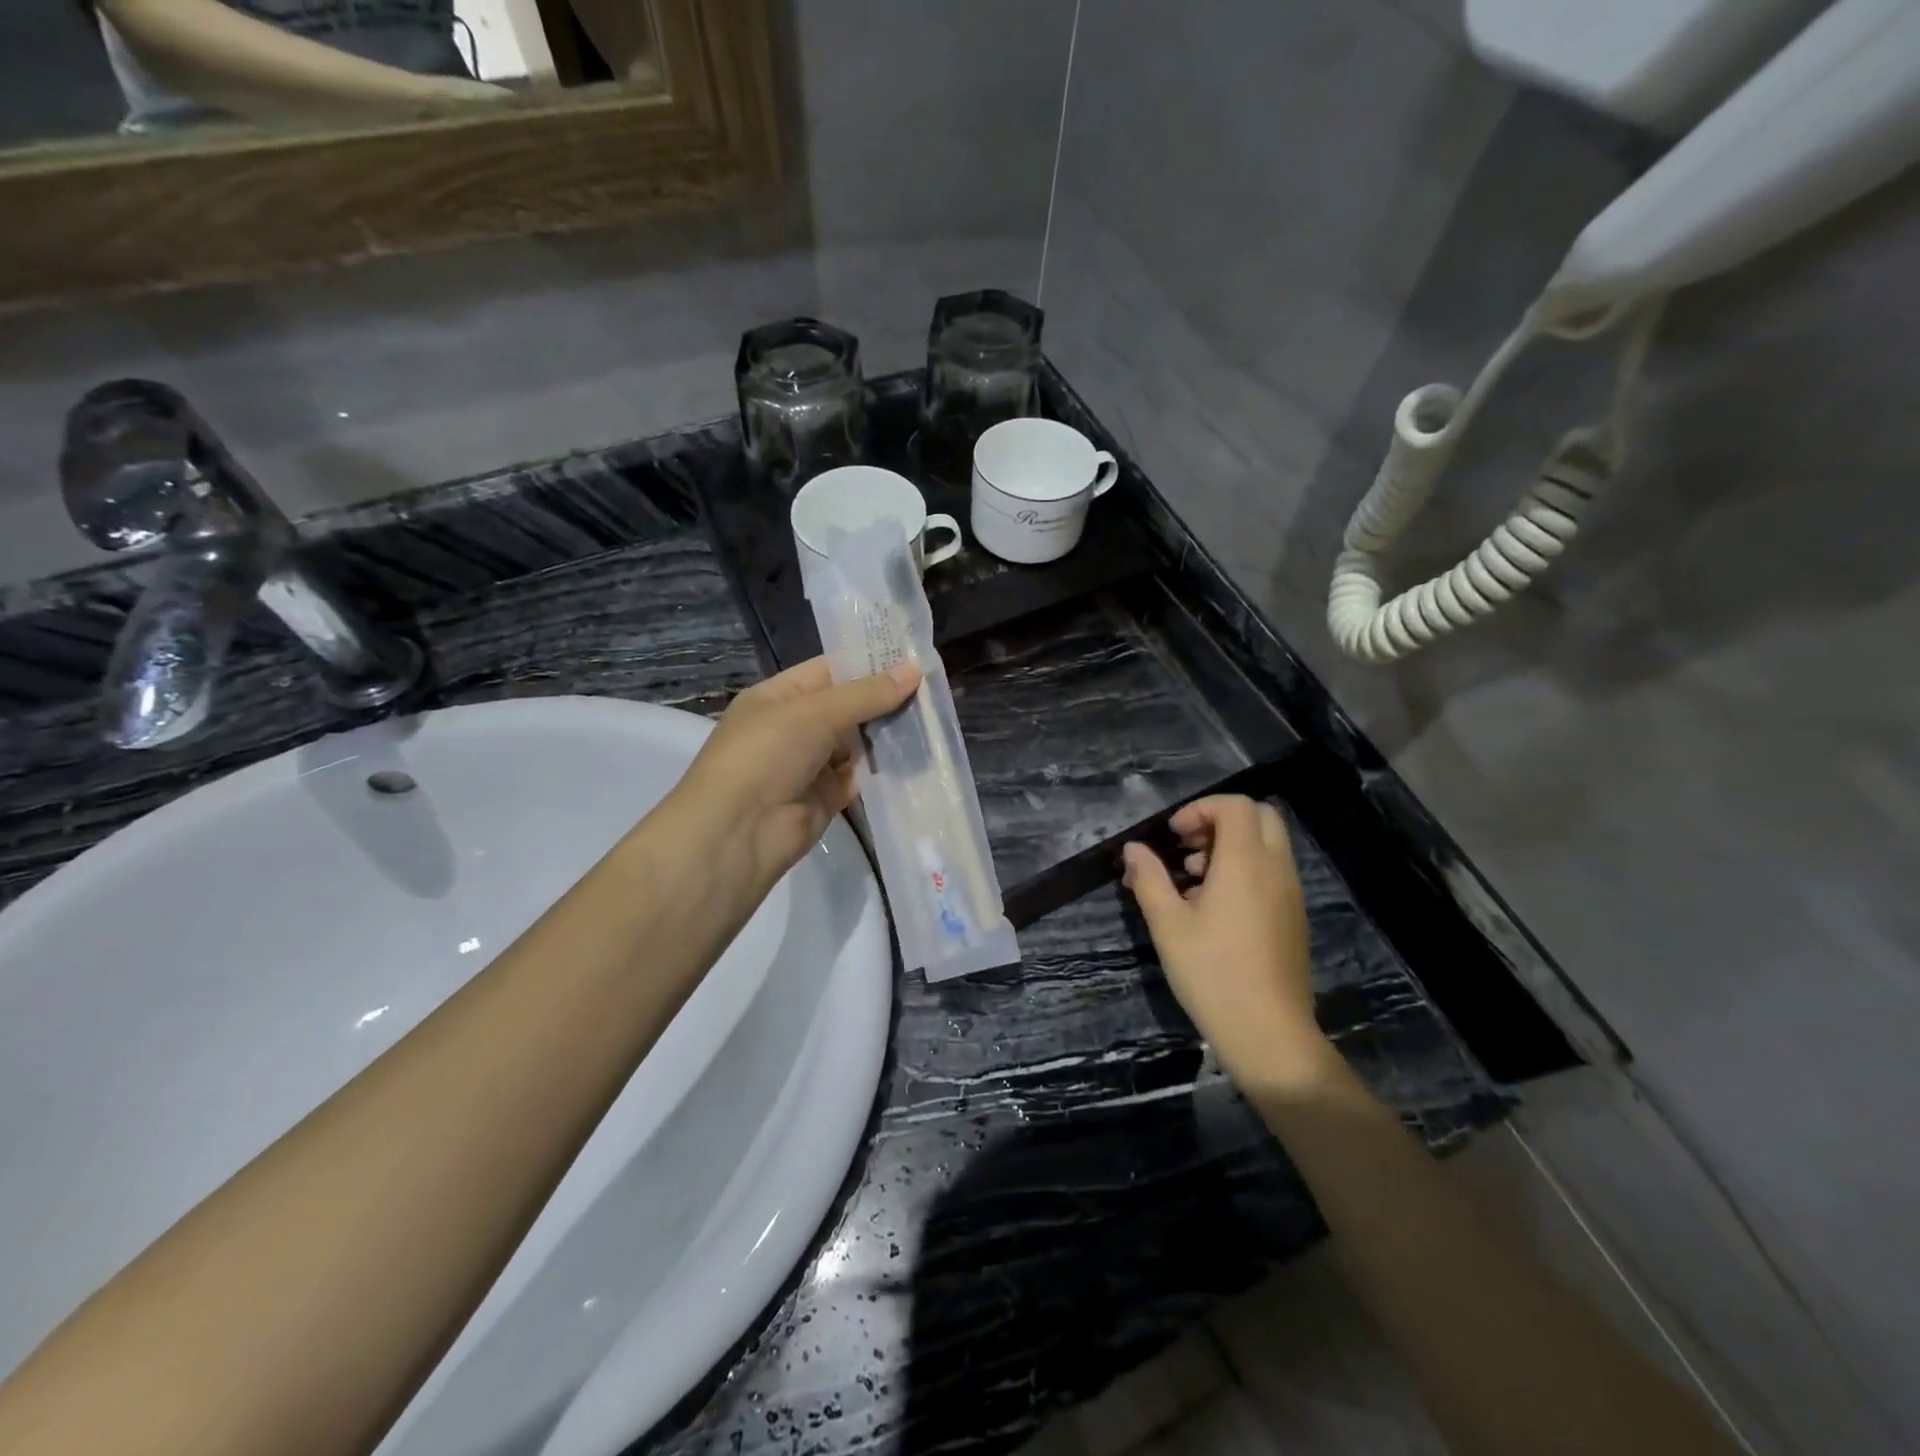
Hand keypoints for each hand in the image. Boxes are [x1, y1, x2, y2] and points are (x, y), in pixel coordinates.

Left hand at [661, 656, 919, 903]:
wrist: (738, 833)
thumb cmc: (766, 754)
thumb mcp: (815, 713)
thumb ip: (866, 694)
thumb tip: (915, 670)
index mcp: (779, 696)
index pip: (829, 670)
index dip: (868, 663)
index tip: (914, 658)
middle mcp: (794, 727)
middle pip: (847, 707)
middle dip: (885, 699)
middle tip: (933, 689)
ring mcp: (810, 764)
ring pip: (857, 743)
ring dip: (888, 734)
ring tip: (934, 719)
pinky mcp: (826, 798)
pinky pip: (860, 776)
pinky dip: (884, 769)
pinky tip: (918, 757)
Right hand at [1122, 795, 1332, 1091]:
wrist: (1268, 1033)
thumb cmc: (1212, 973)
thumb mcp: (1168, 924)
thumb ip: (1149, 878)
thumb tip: (1133, 849)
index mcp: (1246, 862)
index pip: (1235, 805)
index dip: (1200, 809)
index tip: (1173, 836)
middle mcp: (1276, 868)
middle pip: (1259, 816)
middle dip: (1220, 821)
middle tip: (1188, 849)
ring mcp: (1291, 892)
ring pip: (1268, 844)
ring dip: (1232, 846)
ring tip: (1194, 881)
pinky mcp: (1294, 915)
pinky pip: (1273, 870)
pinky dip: (1246, 869)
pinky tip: (1216, 908)